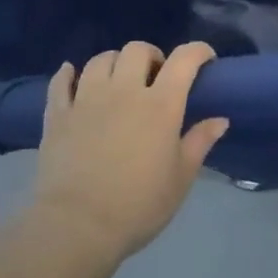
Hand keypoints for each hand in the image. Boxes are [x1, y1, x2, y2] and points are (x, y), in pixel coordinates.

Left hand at [32, 42, 228, 262]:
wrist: (77, 227)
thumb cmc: (139, 204)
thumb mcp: (181, 177)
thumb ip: (200, 142)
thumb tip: (220, 119)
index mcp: (161, 104)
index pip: (184, 59)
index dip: (198, 51)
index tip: (205, 60)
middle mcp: (124, 91)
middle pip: (137, 50)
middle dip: (153, 56)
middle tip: (157, 77)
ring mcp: (86, 100)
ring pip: (100, 59)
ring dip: (115, 63)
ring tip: (120, 81)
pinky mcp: (57, 115)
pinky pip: (61, 81)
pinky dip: (69, 74)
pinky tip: (73, 76)